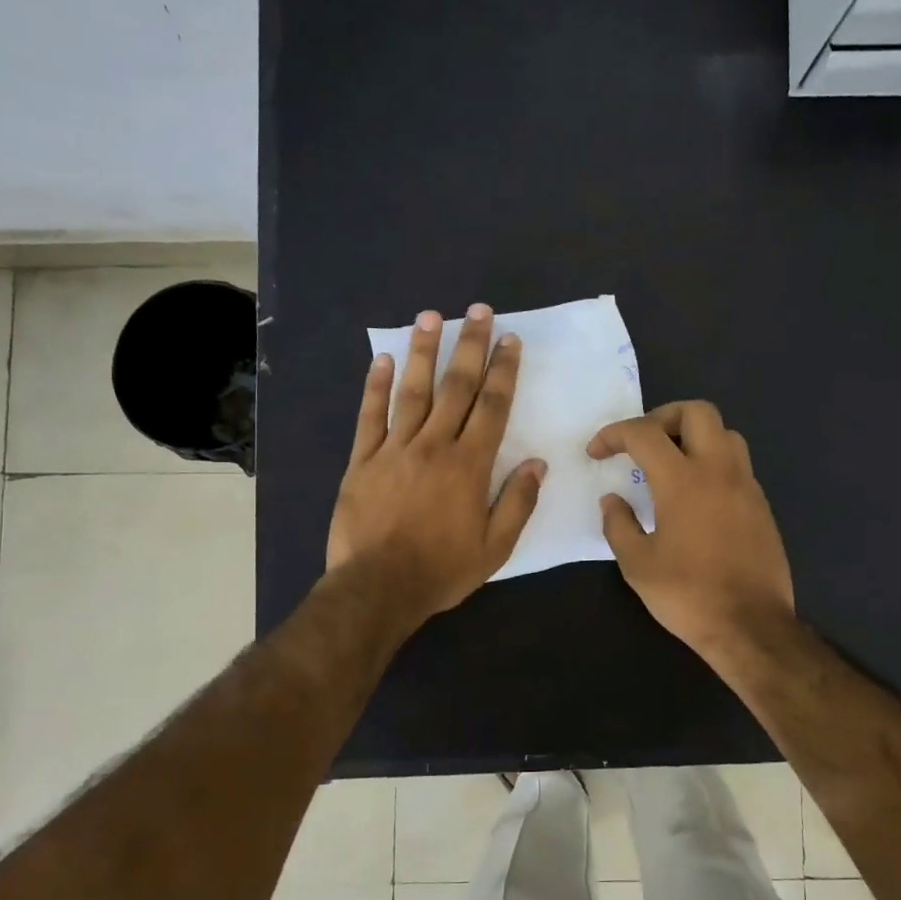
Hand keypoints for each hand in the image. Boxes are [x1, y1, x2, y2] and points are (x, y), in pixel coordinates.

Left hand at [327, 304, 545, 628]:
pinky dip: (376, 386)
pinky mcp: (362, 461)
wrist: (378, 588)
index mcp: (469, 465)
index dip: (503, 371)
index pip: (492, 406)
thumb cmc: (442, 570)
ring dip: (423, 351)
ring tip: (430, 316)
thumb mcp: (495, 547)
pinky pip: (370, 416)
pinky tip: (381, 358)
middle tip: (478, 311)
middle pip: (456, 387)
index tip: (510, 341)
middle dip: (470, 346)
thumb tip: (538, 463)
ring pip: (412, 391)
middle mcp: (434, 446)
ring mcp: (394, 450)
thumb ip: (518, 502)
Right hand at [588, 401, 794, 664]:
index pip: (644, 433)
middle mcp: (719, 471)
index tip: (597, 452)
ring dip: (694, 436)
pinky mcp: (761, 505)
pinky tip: (696, 496)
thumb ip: (619, 524)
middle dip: (662, 417)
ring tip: (670, 464)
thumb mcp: (637, 565)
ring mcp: (746, 485)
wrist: (751, 626)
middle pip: (697, 412)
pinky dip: (712, 463)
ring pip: (724, 433)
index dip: (614, 434)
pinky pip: (737, 464)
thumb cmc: (688, 595)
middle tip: (642, 445)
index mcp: (683, 480)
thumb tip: (613, 500)